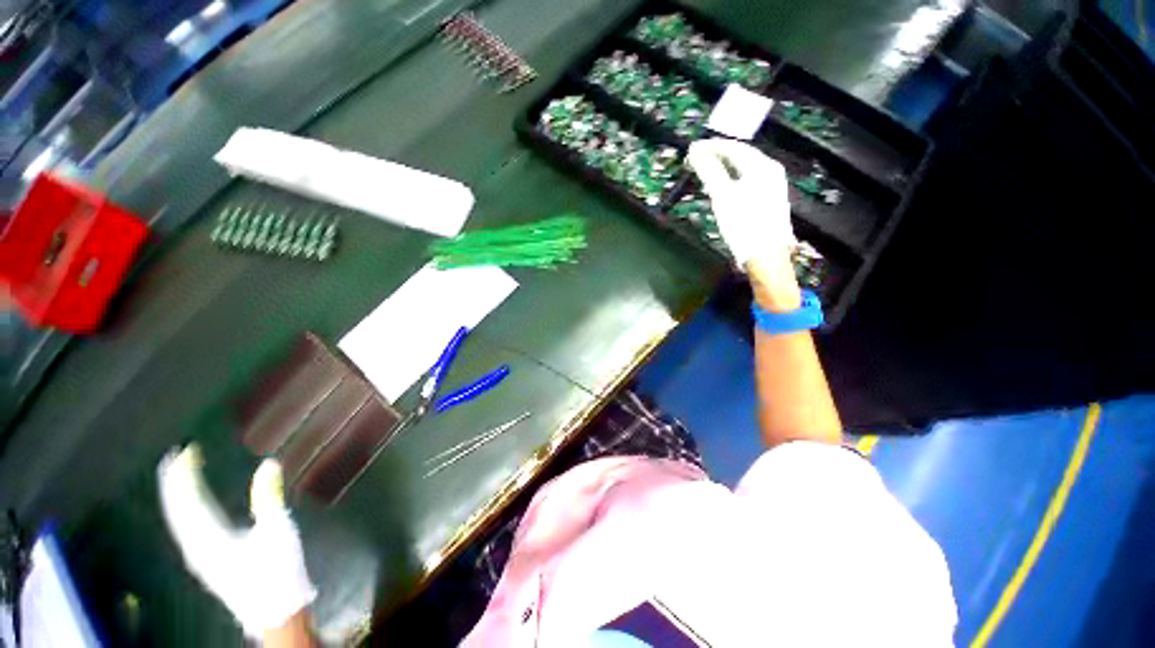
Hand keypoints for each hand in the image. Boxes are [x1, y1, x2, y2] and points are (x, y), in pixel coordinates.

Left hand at [157, 445, 316, 638]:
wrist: (276, 612)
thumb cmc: (278, 571)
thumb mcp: (278, 531)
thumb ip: (269, 496)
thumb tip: (269, 463)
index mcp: (211, 538)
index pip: (190, 500)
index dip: (186, 474)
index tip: (187, 450)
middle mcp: (196, 547)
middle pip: (177, 510)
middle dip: (173, 483)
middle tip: (172, 457)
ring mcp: (199, 557)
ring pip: (178, 521)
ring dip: (175, 497)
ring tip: (175, 477)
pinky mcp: (206, 562)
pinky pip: (185, 529)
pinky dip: (183, 512)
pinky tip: (188, 509)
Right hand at [686, 138, 799, 307]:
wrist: (766, 257)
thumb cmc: (744, 225)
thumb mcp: (723, 197)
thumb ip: (709, 172)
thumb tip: (695, 152)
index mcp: (762, 167)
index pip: (734, 147)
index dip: (712, 146)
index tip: (692, 149)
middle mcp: (771, 172)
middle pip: (741, 157)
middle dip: (718, 156)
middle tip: (696, 160)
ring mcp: (773, 187)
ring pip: (744, 170)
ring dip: (724, 168)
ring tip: (706, 171)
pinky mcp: (769, 202)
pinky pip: (748, 182)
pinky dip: (732, 180)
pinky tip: (723, 188)